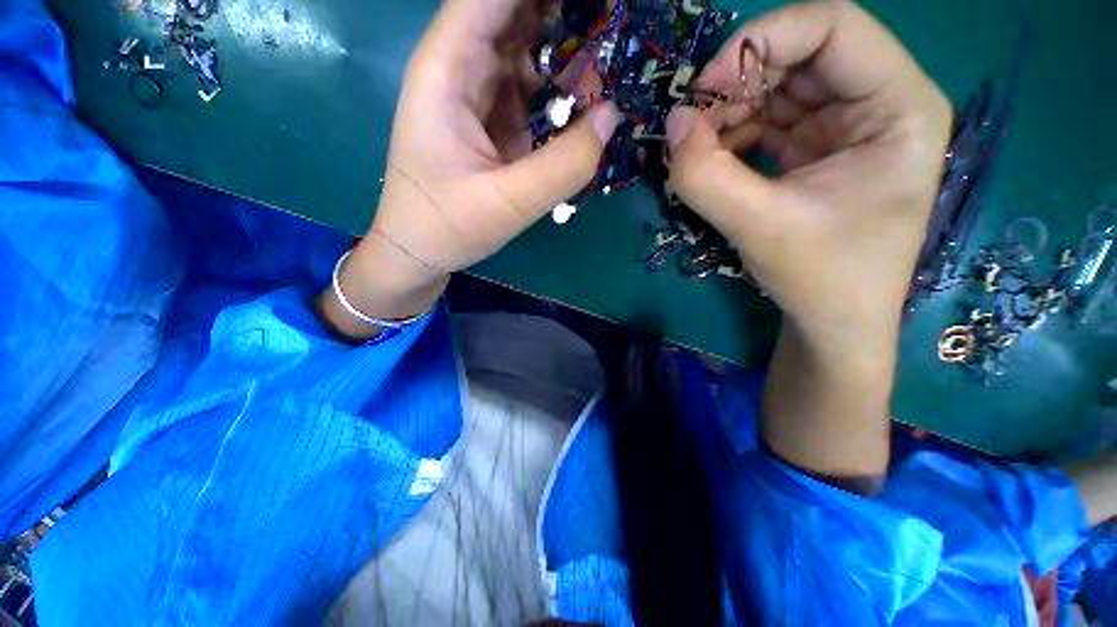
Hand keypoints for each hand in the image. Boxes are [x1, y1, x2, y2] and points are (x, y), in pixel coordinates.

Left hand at [320, 0, 619, 339]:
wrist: (419, 251)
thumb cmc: (446, 226)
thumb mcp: (509, 204)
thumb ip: (565, 165)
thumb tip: (611, 116)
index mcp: (448, 70)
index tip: (597, 1)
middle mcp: (462, 69)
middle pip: (516, 11)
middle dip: (565, 14)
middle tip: (614, 27)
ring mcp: (480, 95)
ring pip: (529, 48)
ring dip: (570, 49)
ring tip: (611, 60)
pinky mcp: (494, 121)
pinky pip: (533, 89)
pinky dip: (562, 89)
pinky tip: (590, 98)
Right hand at [666, 0, 951, 482]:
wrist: (834, 334)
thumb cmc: (825, 292)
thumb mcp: (770, 231)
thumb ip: (715, 177)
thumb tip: (670, 137)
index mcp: (896, 110)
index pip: (830, 25)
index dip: (762, 42)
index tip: (707, 85)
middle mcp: (869, 108)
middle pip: (792, 56)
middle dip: (732, 83)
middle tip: (682, 121)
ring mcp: (833, 133)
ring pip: (766, 96)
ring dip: (720, 120)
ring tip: (686, 155)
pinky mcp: (803, 160)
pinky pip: (754, 129)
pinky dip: (722, 143)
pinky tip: (700, 170)